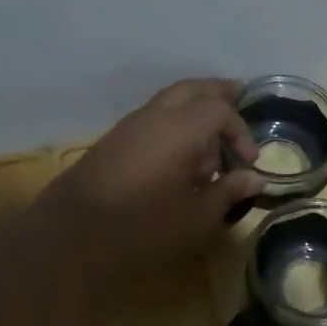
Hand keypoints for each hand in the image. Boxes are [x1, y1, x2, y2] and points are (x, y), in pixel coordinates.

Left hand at [39, 79, 263, 284]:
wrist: (72, 237)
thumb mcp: (198, 216)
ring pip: (168, 102)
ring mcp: (128, 127)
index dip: (240, 131)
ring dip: (193, 113)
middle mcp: (154, 116)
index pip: (220, 110)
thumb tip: (254, 178)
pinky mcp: (112, 144)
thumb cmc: (145, 227)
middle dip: (217, 94)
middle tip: (239, 98)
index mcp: (180, 127)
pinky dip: (173, 126)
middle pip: (191, 89)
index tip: (249, 162)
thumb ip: (228, 191)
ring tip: (210, 142)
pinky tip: (178, 158)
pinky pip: (151, 121)